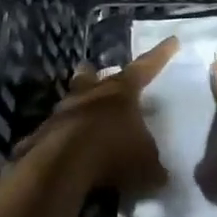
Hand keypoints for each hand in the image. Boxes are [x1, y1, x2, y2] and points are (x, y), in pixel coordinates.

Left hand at [17, 37, 178, 194]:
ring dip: (78, 103)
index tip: (172, 41)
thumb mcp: (146, 164)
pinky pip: (55, 131)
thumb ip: (154, 166)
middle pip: (93, 76)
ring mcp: (63, 112)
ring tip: (81, 110)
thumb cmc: (113, 152)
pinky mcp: (44, 134)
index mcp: (121, 92)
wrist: (63, 164)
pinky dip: (62, 137)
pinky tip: (66, 150)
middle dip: (96, 74)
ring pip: (71, 100)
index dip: (160, 56)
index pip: (146, 68)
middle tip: (95, 70)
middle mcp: (91, 94)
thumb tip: (161, 176)